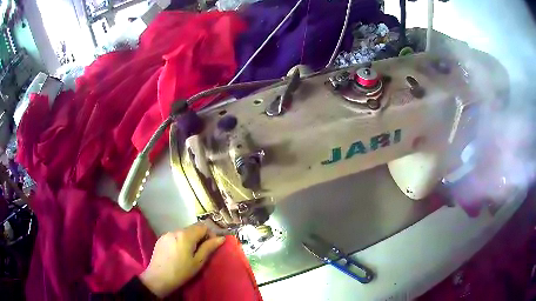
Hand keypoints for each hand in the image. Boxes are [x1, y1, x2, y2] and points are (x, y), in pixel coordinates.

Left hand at [139, 223, 225, 297]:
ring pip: (183, 232)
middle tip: (201, 252)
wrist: (159, 278)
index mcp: (185, 235)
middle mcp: (175, 230)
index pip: (203, 226)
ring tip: (189, 254)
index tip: (210, 246)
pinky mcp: (161, 239)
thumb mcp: (198, 261)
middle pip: (192, 228)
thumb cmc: (181, 271)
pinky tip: (178, 253)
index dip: (210, 234)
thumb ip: (209, 247)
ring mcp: (166, 234)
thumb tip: (221, 238)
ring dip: (190, 239)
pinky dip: (180, 241)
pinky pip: (175, 236)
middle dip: (200, 237)